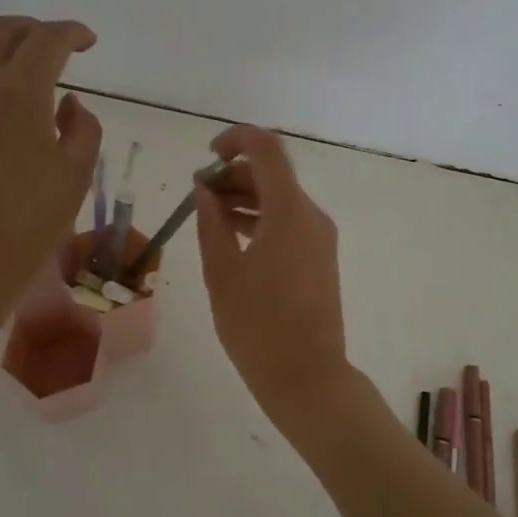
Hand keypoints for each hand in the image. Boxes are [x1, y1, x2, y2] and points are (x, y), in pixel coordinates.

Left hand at [0, 14, 101, 352]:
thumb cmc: (24, 227)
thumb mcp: (75, 179)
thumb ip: (83, 129)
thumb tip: (68, 102)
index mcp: (21, 92)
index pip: (49, 39)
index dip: (73, 32)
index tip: (87, 42)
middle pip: (3, 28)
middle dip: (34, 30)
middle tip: (50, 49)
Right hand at [194, 125, 351, 421]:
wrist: (307, 376)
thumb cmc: (257, 327)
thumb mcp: (222, 273)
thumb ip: (211, 223)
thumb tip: (205, 190)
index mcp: (290, 212)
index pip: (267, 150)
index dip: (236, 140)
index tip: (207, 155)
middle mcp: (311, 216)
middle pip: (273, 174)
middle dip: (234, 173)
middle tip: (198, 191)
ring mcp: (320, 237)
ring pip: (281, 198)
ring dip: (245, 196)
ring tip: (207, 212)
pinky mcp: (319, 257)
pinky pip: (288, 222)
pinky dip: (260, 217)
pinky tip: (231, 233)